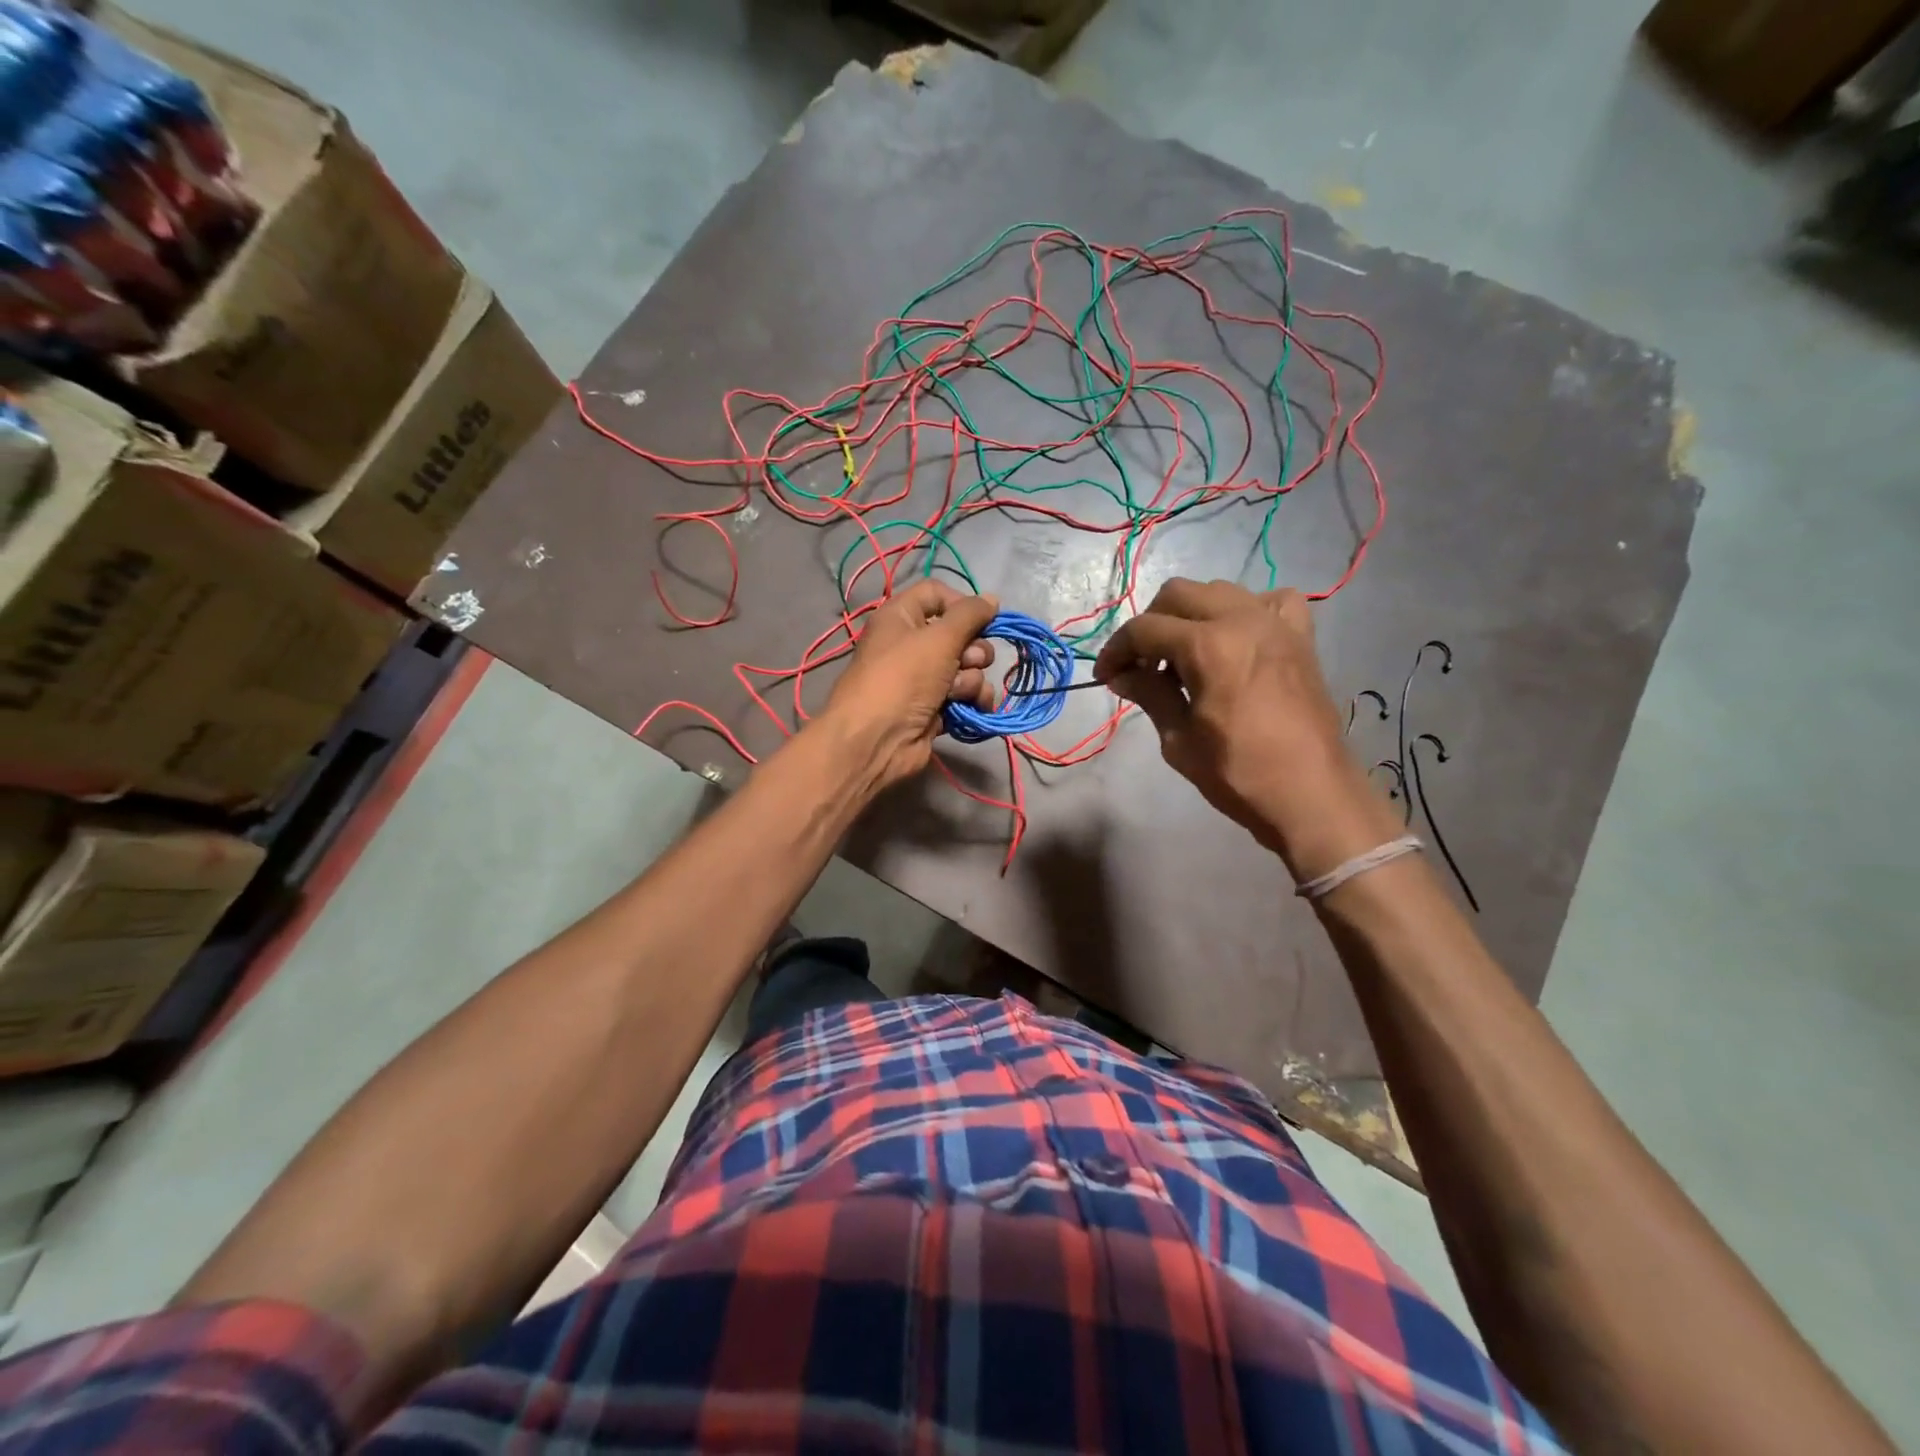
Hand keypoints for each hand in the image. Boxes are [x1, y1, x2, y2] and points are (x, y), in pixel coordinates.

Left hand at [822, 580, 997, 788]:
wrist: (877, 740)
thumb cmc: (903, 677)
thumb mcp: (939, 638)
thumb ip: (970, 615)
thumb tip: (992, 598)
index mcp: (901, 617)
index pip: (936, 594)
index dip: (962, 603)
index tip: (984, 618)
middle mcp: (911, 644)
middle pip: (959, 634)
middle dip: (973, 649)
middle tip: (969, 661)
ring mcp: (923, 679)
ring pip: (967, 667)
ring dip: (972, 679)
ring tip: (958, 693)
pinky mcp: (934, 708)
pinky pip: (964, 695)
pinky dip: (972, 701)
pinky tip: (975, 709)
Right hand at [1093, 578, 1398, 878]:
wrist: (1312, 796)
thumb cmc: (1239, 774)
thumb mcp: (1179, 740)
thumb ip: (1150, 695)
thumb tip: (1120, 675)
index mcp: (1208, 646)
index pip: (1145, 629)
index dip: (1116, 650)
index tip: (1105, 676)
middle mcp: (1243, 619)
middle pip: (1179, 595)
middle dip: (1150, 625)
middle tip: (1140, 664)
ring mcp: (1276, 624)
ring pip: (1219, 591)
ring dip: (1191, 615)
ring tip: (1182, 655)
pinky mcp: (1301, 638)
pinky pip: (1271, 601)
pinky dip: (1246, 611)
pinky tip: (1237, 638)